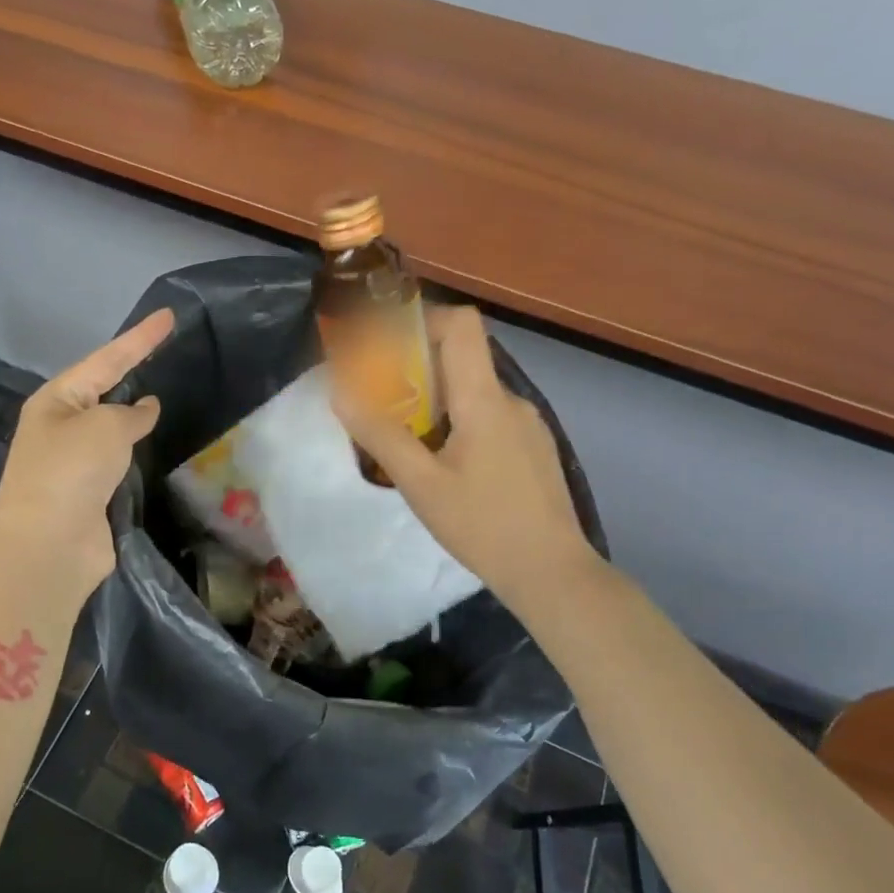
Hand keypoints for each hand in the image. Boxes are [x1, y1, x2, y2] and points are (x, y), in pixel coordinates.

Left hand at [0, 308, 172, 597]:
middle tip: (168, 350)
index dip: (140, 338)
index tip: (168, 316)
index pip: (107, 359)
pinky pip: (120, 459)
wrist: (50, 545)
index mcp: (57, 401)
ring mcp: (75, 461)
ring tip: (168, 393)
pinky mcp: (91, 492)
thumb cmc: (71, 471)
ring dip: (136, 414)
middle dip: (134, 370)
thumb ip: (131, 413)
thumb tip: (146, 409)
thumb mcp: (106, 427)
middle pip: (105, 389)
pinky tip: (156, 443)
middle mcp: (62, 426)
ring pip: (113, 426)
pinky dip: (137, 450)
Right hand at [332, 305, 600, 612]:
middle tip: (382, 398)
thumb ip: (380, 435)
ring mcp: (527, 425)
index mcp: (484, 399)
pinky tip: (444, 465)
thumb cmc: (483, 525)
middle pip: (463, 358)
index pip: (462, 325)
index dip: (424, 319)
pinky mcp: (533, 449)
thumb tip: (341, 392)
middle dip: (418, 369)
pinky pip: (490, 418)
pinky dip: (459, 423)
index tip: (387, 342)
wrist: (552, 573)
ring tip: (407, 438)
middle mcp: (511, 400)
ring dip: (437, 402)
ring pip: (474, 393)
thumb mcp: (420, 484)